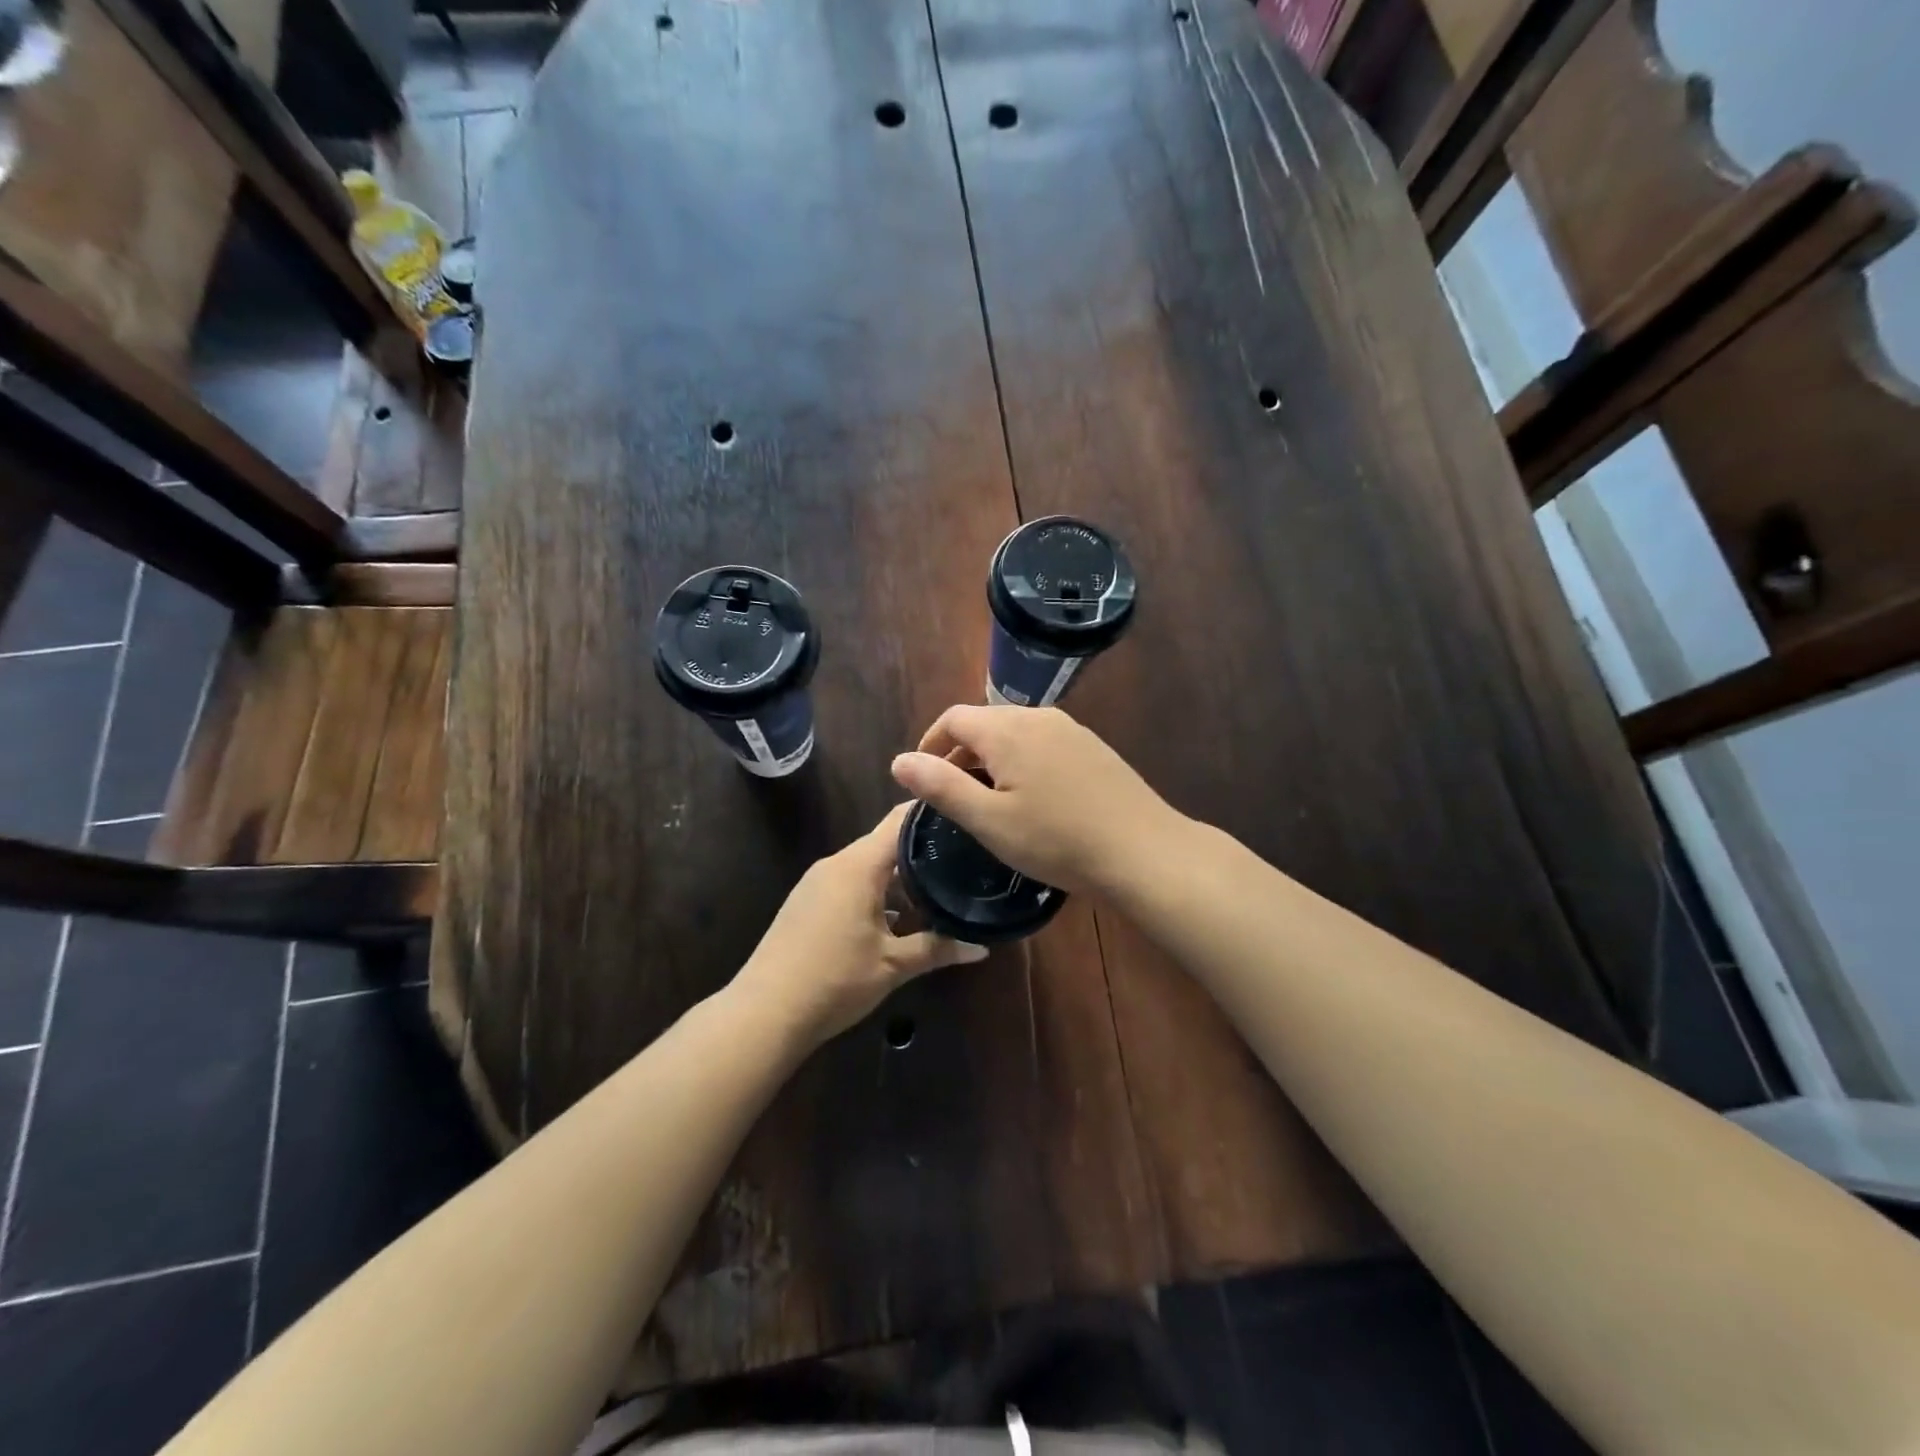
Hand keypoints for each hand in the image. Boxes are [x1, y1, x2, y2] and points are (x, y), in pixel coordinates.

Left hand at [733, 803, 987, 1045]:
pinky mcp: (806, 902)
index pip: (900, 820)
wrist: (764, 1013)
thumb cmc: (835, 980)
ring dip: (898, 875)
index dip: (931, 812)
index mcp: (859, 866)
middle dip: (922, 849)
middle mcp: (836, 863)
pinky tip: (897, 917)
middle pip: (885, 842)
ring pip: (867, 865)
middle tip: (962, 856)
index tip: (964, 813)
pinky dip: (876, 891)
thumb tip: (982, 947)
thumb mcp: (893, 965)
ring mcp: (817, 882)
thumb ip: (938, 949)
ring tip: (938, 887)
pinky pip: (849, 882)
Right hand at [890, 705, 1176, 894]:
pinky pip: (1043, 743)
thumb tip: (898, 761)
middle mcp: (1039, 717)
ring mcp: (1071, 729)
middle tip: (952, 794)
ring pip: (1015, 732)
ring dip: (992, 757)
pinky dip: (1022, 761)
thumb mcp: (988, 820)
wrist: (1142, 850)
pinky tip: (1032, 798)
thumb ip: (941, 787)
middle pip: (985, 722)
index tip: (922, 777)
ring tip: (988, 798)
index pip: (953, 718)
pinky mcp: (1093, 747)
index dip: (930, 744)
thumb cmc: (1057, 840)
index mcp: (1007, 729)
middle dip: (960, 751)